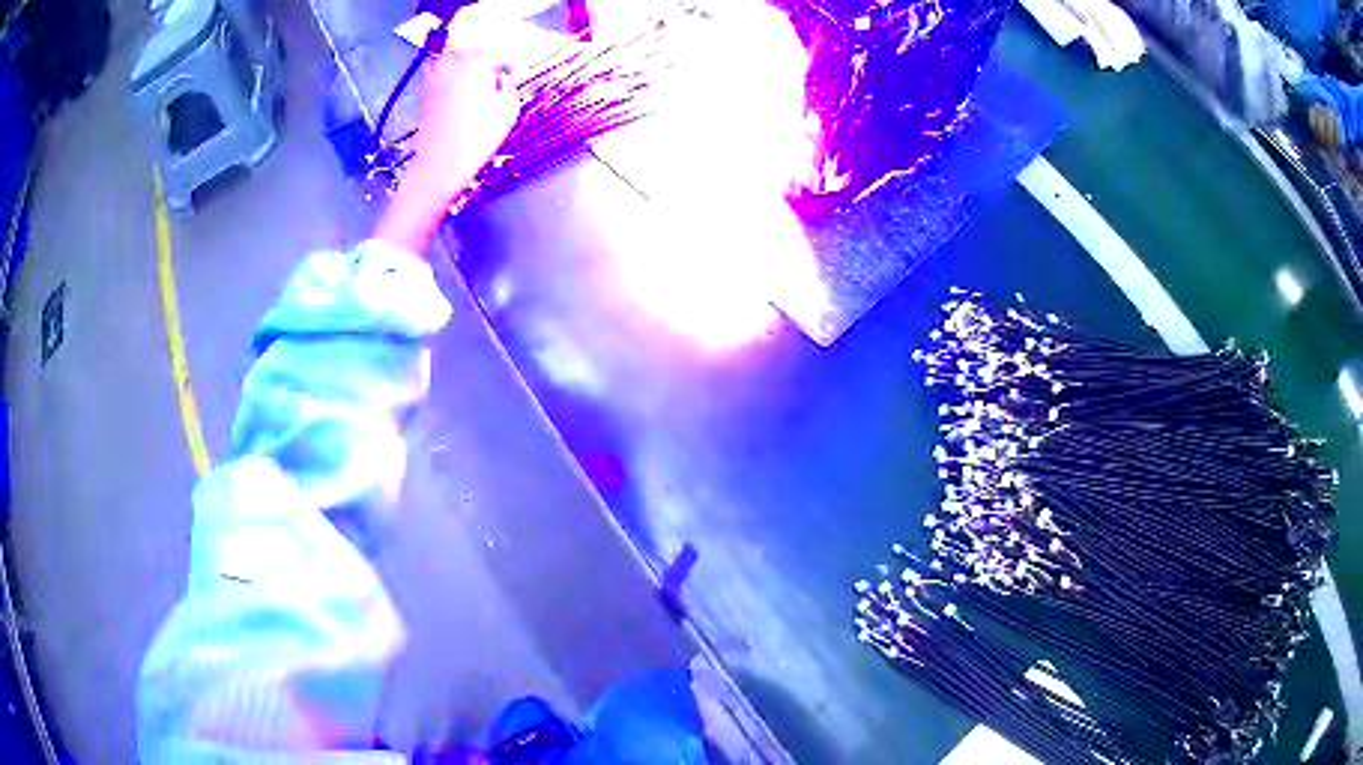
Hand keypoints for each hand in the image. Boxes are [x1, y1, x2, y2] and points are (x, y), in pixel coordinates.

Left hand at [405, 46, 520, 205]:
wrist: (440, 164)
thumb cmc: (478, 137)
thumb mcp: (508, 110)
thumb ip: (508, 87)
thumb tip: (502, 79)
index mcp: (475, 64)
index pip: (494, 53)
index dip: (505, 61)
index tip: (510, 71)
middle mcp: (451, 67)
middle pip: (468, 52)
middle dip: (481, 59)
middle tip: (492, 72)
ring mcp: (433, 81)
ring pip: (448, 62)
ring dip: (460, 66)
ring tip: (472, 79)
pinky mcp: (423, 97)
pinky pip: (438, 77)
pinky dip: (448, 79)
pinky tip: (456, 94)